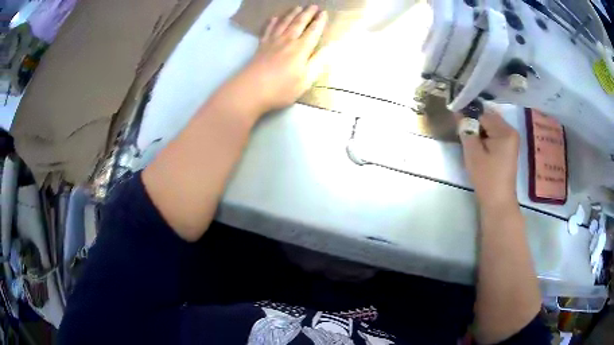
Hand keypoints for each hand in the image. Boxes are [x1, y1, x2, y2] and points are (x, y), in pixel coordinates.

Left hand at [229, 5, 328, 113]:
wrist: (251, 90)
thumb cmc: (282, 88)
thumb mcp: (306, 80)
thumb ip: (318, 62)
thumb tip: (331, 47)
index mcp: (301, 49)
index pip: (313, 31)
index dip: (320, 21)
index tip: (324, 12)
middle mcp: (288, 41)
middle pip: (299, 23)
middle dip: (307, 13)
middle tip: (313, 5)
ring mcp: (273, 42)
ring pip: (284, 23)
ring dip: (292, 14)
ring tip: (298, 7)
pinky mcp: (261, 46)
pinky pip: (268, 29)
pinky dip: (272, 22)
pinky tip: (274, 18)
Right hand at [460, 109, 519, 208]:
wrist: (498, 202)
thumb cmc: (487, 178)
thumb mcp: (473, 153)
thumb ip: (466, 130)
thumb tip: (459, 114)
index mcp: (505, 131)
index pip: (483, 114)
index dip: (468, 116)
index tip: (456, 121)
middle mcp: (510, 131)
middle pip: (488, 119)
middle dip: (474, 123)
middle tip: (462, 133)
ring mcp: (511, 140)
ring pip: (490, 127)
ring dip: (479, 131)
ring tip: (469, 141)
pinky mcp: (508, 148)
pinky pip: (494, 135)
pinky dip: (485, 138)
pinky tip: (478, 147)